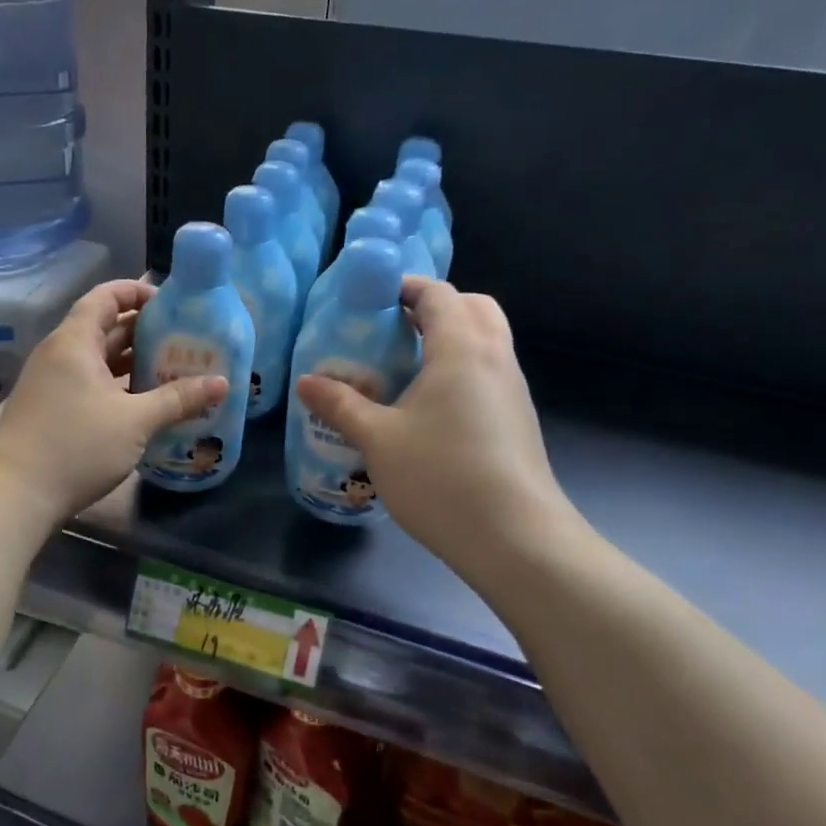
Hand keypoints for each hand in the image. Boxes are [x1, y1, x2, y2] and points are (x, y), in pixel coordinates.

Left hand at [0, 279, 228, 522]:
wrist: (15, 495)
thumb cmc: (77, 446)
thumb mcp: (136, 421)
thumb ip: (179, 398)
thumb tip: (222, 383)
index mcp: (75, 341)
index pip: (105, 297)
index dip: (136, 291)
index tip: (171, 303)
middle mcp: (59, 353)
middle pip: (103, 326)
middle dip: (143, 330)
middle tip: (183, 338)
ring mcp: (51, 382)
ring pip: (97, 358)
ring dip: (131, 360)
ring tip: (172, 368)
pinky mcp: (50, 408)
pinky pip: (88, 382)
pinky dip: (116, 384)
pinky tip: (144, 402)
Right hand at [296, 277, 585, 572]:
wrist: (515, 539)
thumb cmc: (441, 476)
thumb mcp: (378, 440)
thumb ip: (341, 405)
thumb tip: (306, 382)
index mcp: (461, 349)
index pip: (439, 294)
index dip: (406, 287)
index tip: (372, 299)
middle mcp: (495, 358)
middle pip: (473, 307)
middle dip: (435, 307)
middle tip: (394, 328)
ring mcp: (513, 390)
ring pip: (486, 341)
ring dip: (451, 338)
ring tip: (405, 367)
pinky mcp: (518, 420)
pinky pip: (490, 372)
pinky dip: (462, 369)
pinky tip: (431, 408)